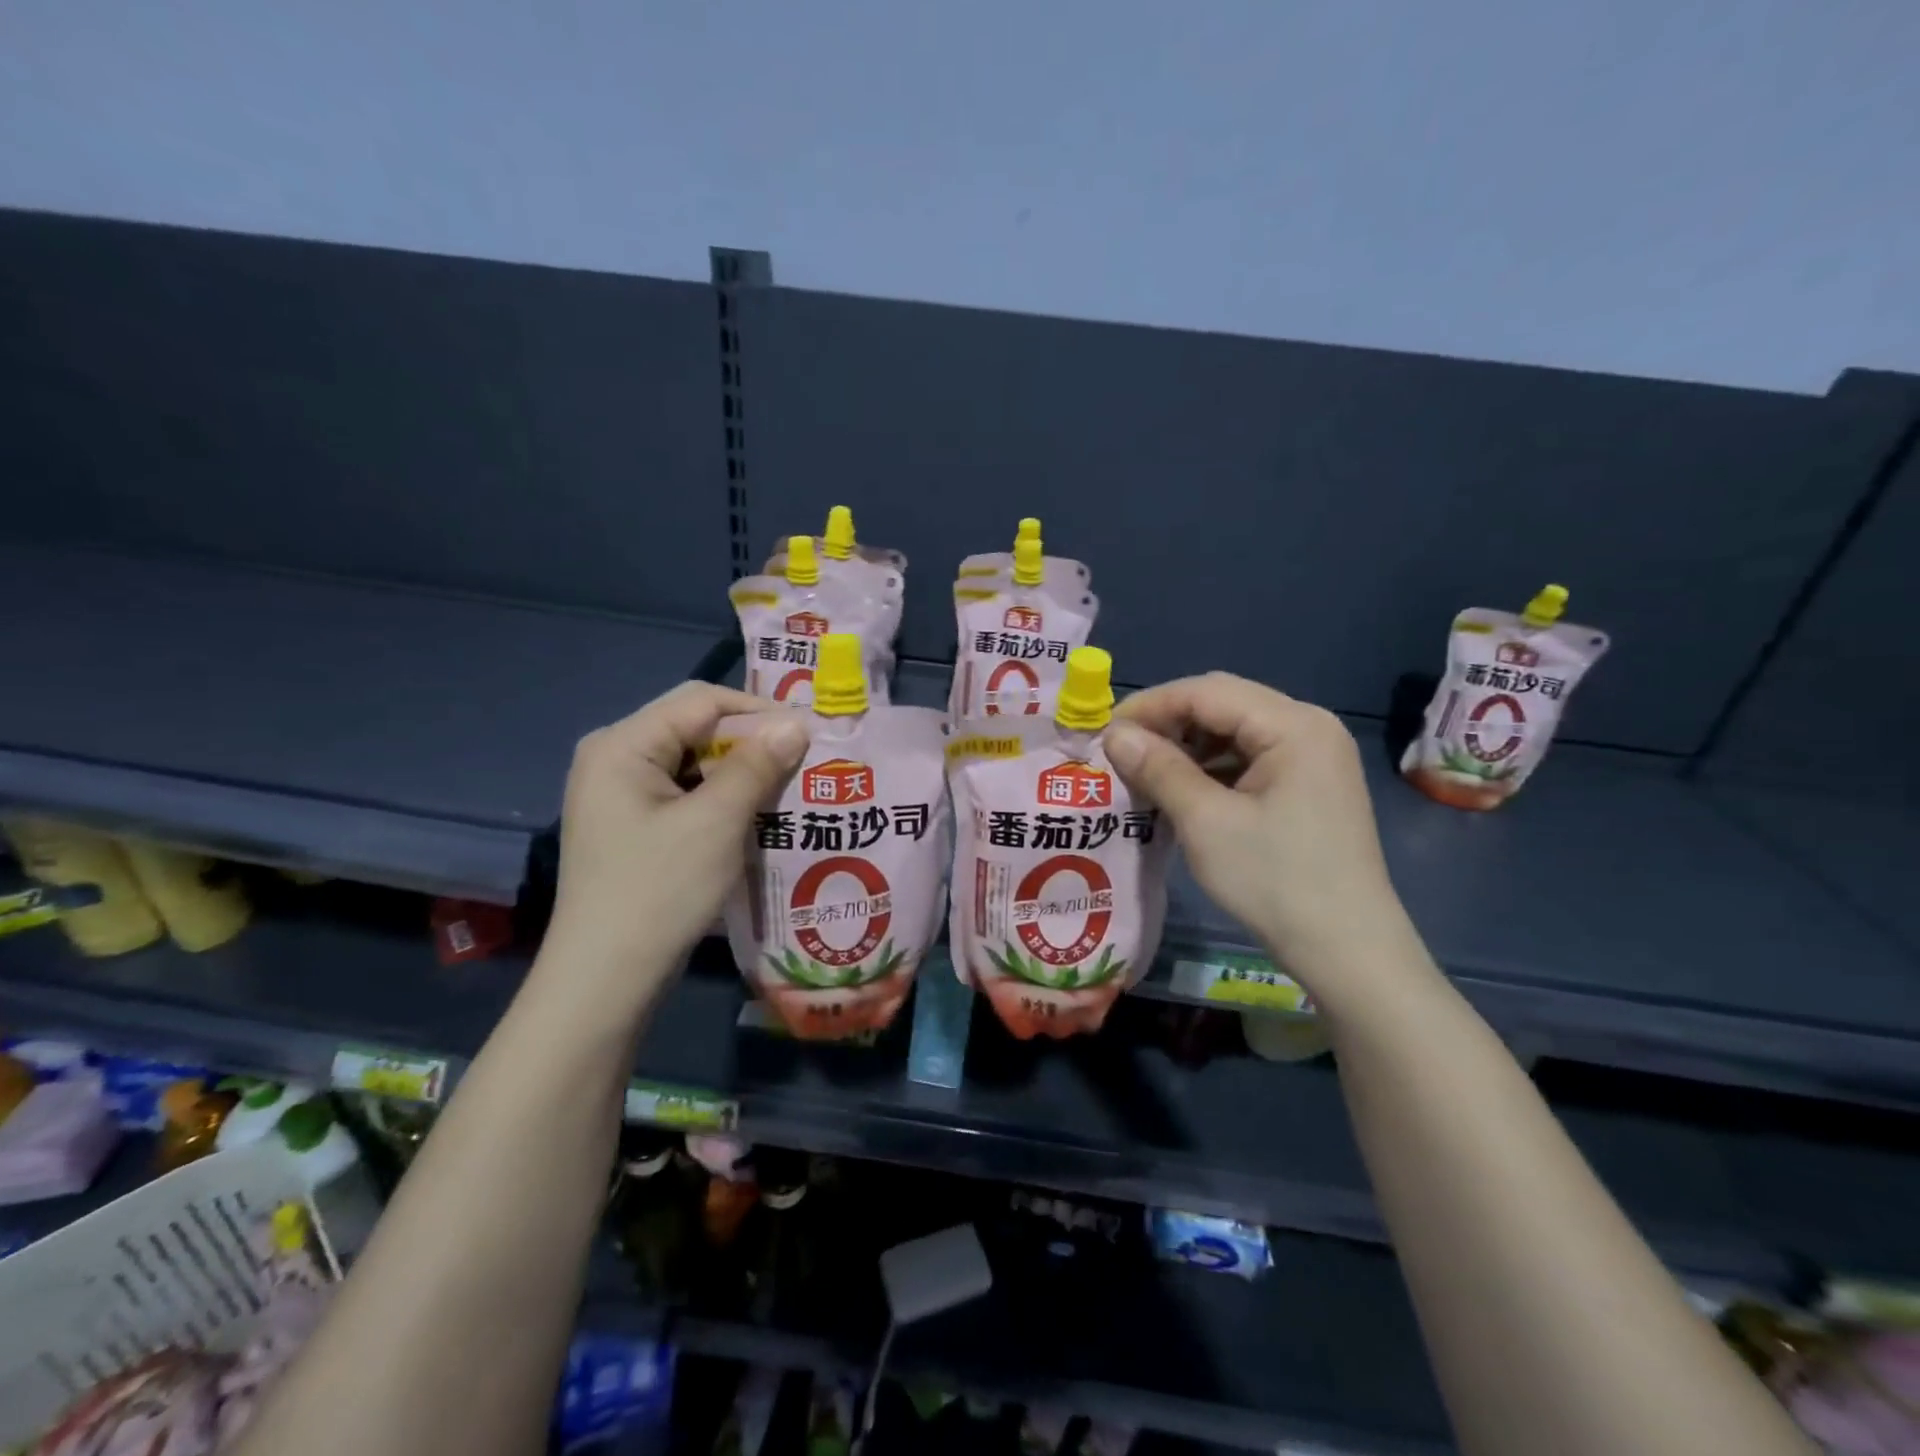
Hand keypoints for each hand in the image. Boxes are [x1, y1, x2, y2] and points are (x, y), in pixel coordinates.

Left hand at [540, 683, 807, 1006]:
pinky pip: (687, 793)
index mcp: (622, 744)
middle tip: (806, 760)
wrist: (606, 980)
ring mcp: (622, 794)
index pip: (703, 701)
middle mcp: (615, 757)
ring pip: (696, 762)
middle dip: (753, 742)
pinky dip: (724, 798)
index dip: (760, 710)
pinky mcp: (634, 824)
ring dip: (743, 772)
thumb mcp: (715, 822)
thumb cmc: (659, 891)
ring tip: (792, 786)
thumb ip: (756, 764)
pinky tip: (759, 814)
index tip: (811, 732)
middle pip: (697, 728)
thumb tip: (797, 723)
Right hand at [1104, 673, 1413, 991]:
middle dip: (1168, 722)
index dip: (1150, 706)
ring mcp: (1314, 754)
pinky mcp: (1309, 783)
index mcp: (1294, 725)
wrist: (1348, 950)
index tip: (1104, 733)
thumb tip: (1113, 734)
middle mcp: (1309, 726)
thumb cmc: (1275, 881)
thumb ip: (1158, 768)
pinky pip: (1250, 756)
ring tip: (1145, 770)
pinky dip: (1211, 765)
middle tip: (1122, 751)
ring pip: (1234, 729)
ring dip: (1187, 744)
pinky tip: (1183, 788)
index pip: (1206, 692)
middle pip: (1223, 703)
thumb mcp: (1206, 822)